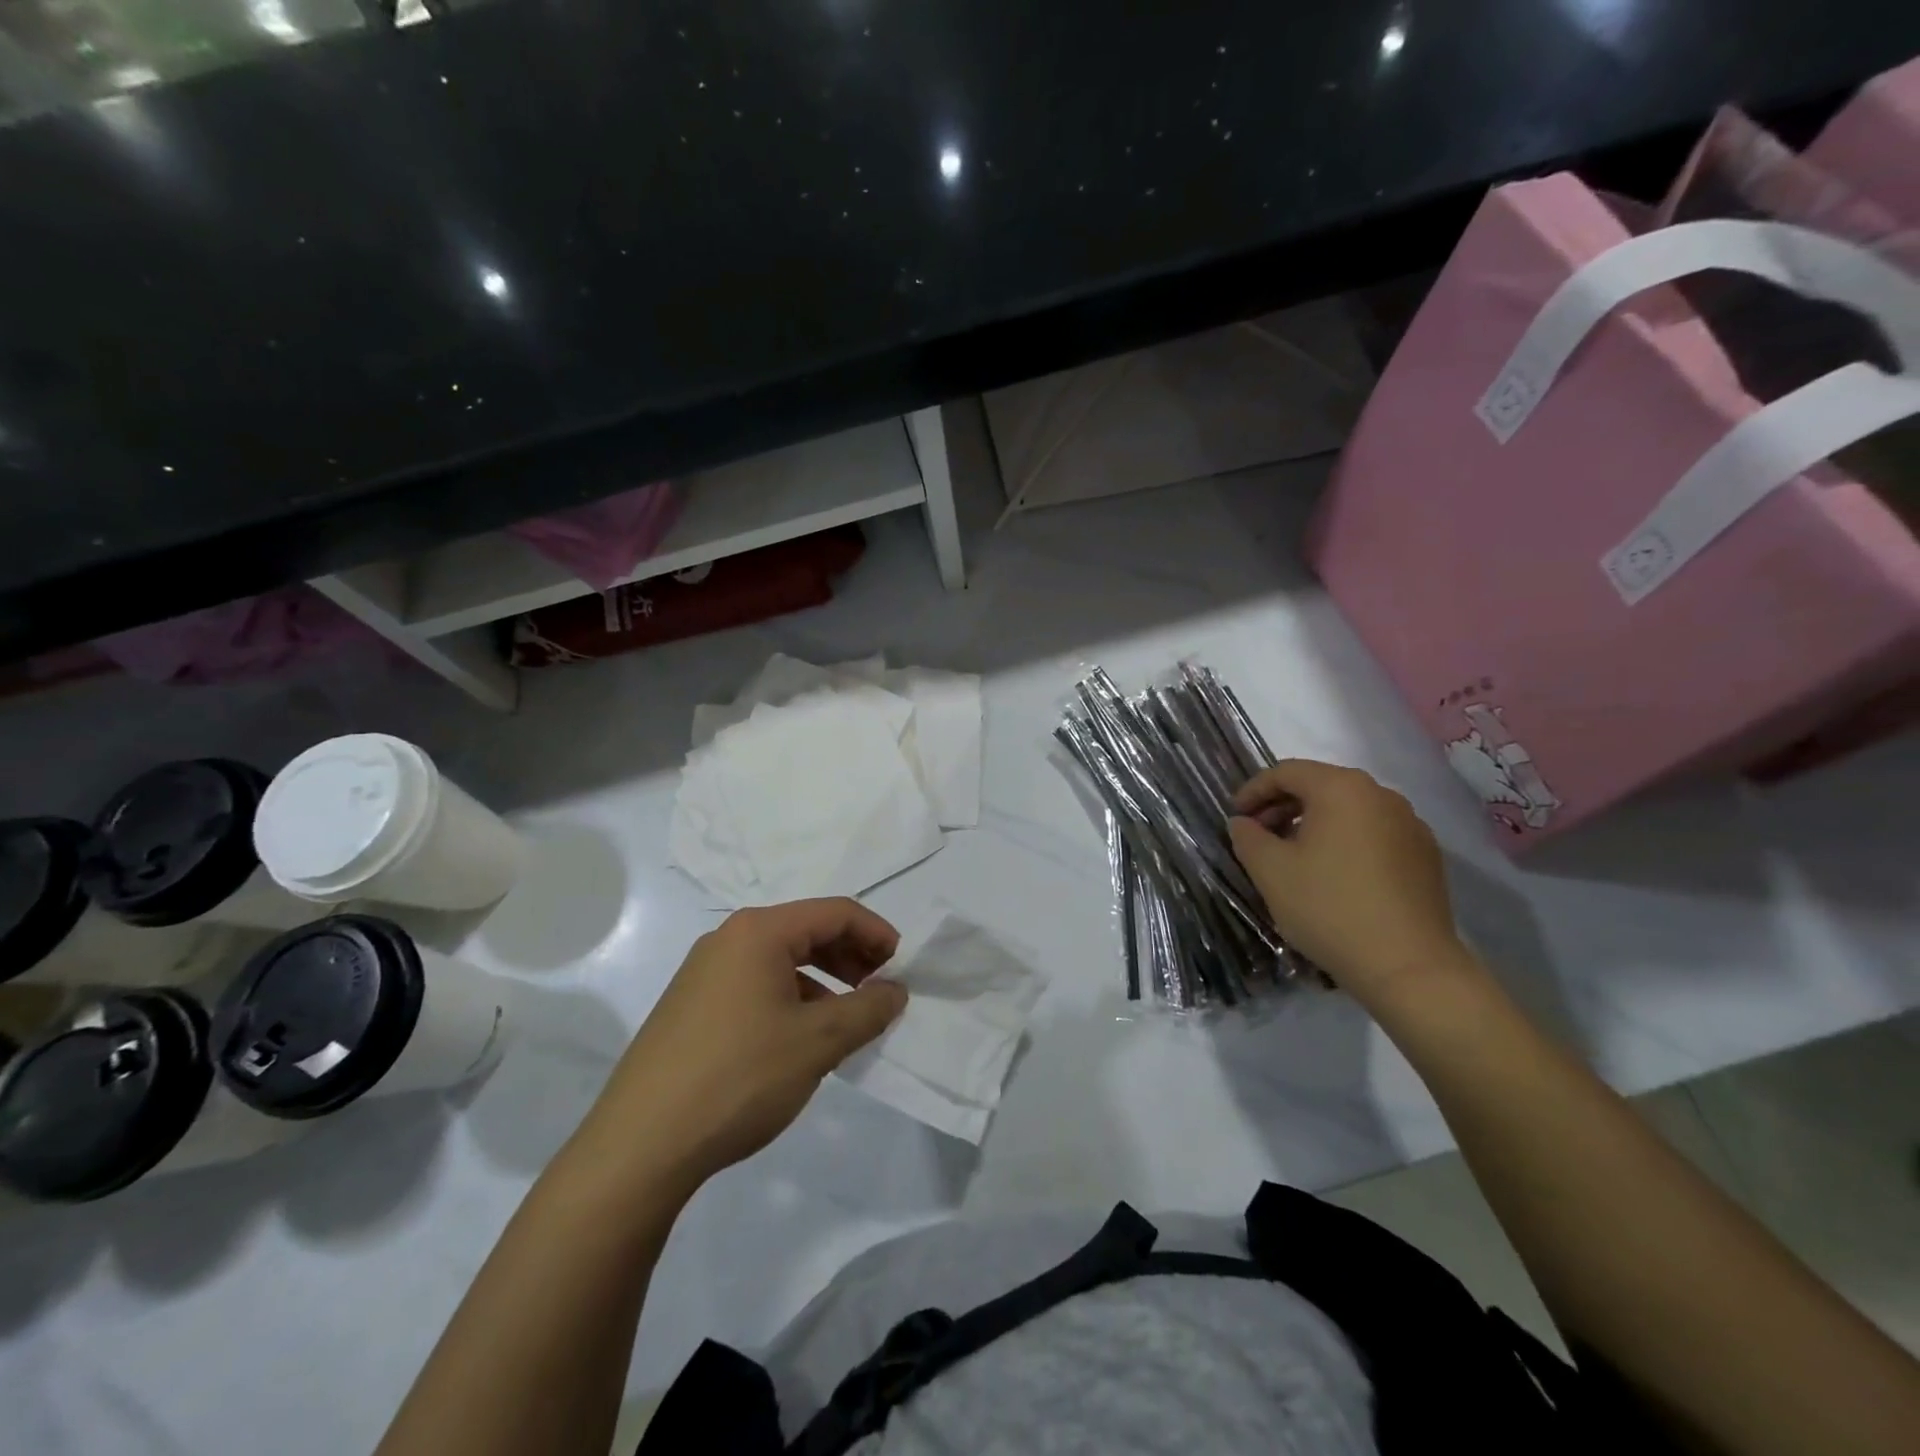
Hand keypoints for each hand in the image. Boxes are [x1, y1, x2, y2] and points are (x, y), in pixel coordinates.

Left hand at [573, 899, 906, 1200]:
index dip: (877, 934)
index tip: (902, 968)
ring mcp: (704, 973)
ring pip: (781, 962)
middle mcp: (729, 940)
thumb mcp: (818, 1042)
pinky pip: (756, 987)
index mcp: (759, 932)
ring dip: (824, 983)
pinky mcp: (691, 1007)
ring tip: (846, 1021)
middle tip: (879, 993)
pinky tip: (801, 1041)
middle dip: (851, 957)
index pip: (836, 912)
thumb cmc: (740, 1077)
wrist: (640, 1145)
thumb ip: (868, 1010)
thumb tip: (895, 991)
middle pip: (807, 931)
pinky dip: (791, 1001)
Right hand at [1228, 760, 1476, 1006]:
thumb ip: (1247, 837)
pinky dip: (1345, 842)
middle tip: (1258, 836)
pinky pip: (1374, 834)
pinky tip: (1332, 876)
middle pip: (1320, 786)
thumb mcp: (1270, 871)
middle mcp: (1382, 795)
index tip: (1235, 817)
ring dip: (1313, 825)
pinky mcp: (1426, 857)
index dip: (1253, 790)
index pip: (1286, 772)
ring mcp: (1411, 825)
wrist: (1408, 966)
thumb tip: (1243, 823)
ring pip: (1349, 811)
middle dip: (1283, 807)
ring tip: (1292, 857)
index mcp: (1342, 788)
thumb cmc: (1329, 907)